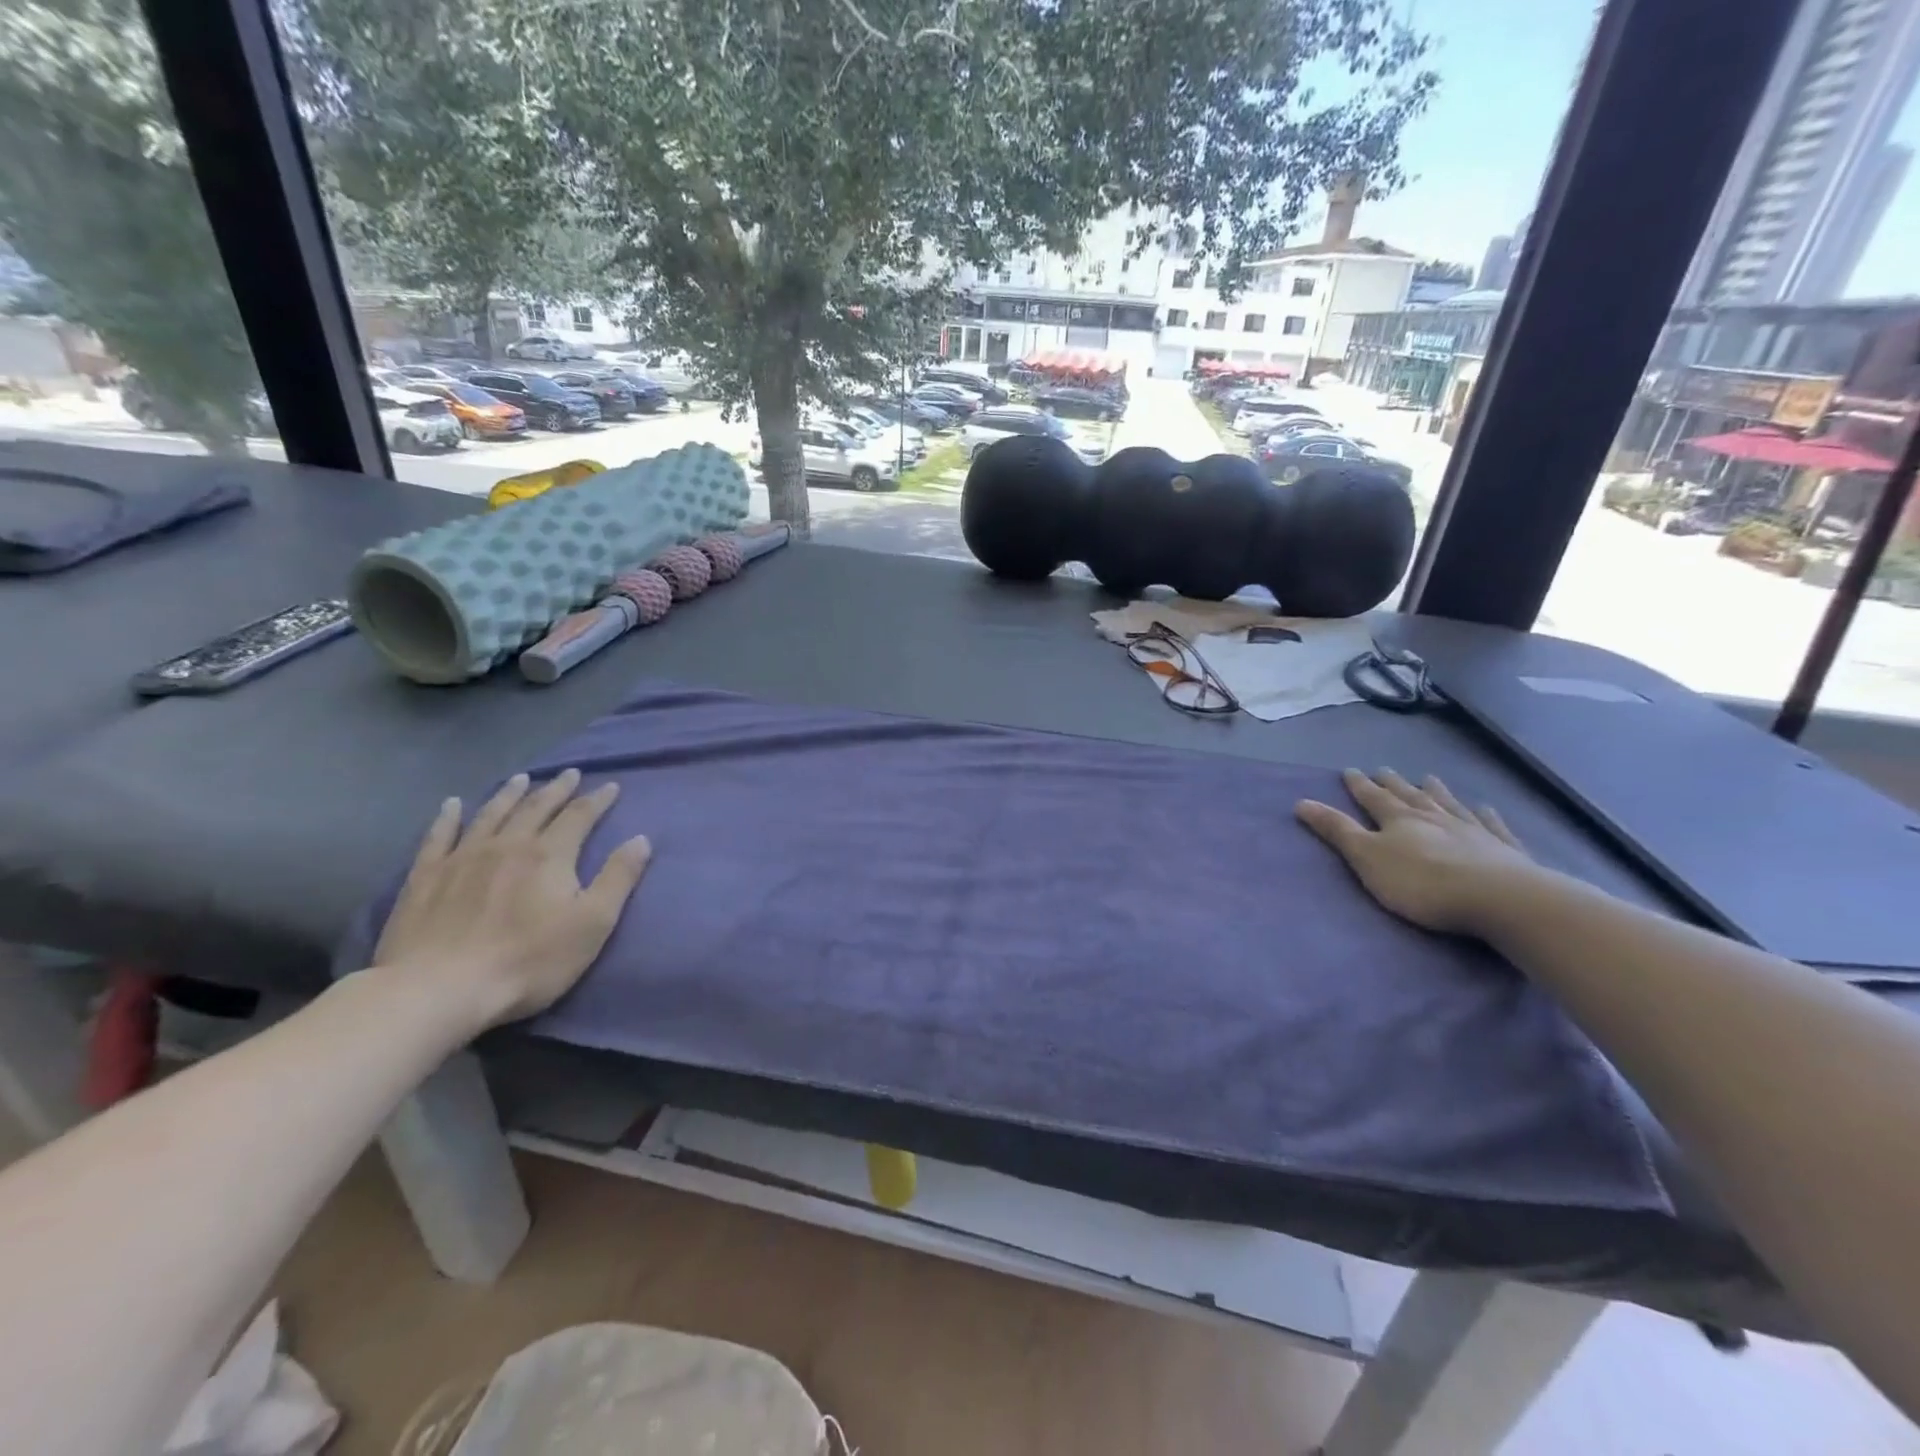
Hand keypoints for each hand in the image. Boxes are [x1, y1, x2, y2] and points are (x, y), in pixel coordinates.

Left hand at [373, 768, 652, 1029]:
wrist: (439, 989)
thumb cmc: (528, 960)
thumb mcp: (592, 923)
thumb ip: (618, 878)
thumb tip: (641, 839)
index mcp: (549, 854)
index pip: (579, 816)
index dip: (597, 800)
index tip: (611, 786)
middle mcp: (507, 844)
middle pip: (536, 808)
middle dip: (557, 789)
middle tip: (570, 773)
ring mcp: (462, 858)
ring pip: (491, 814)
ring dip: (510, 794)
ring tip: (522, 778)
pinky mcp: (426, 877)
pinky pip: (439, 836)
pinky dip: (448, 817)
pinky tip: (453, 805)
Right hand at [1295, 769, 1535, 935]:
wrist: (1500, 898)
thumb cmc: (1422, 882)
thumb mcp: (1367, 858)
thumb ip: (1337, 831)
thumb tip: (1301, 802)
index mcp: (1399, 820)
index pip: (1373, 798)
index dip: (1360, 785)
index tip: (1350, 770)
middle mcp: (1434, 817)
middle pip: (1410, 796)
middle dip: (1394, 784)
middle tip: (1384, 770)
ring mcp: (1472, 830)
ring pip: (1449, 804)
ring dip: (1436, 791)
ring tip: (1429, 779)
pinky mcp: (1503, 849)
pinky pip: (1491, 825)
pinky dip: (1485, 815)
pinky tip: (1485, 808)